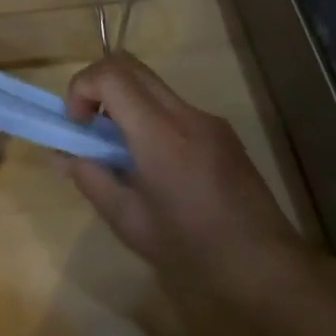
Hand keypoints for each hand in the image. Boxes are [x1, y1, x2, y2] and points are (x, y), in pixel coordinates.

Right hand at [66, 54, 309, 312]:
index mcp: (159, 134)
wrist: (269, 270)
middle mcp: (184, 114)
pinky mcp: (222, 132)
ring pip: (152, 84)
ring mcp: (208, 120)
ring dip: (124, 101)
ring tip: (122, 151)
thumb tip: (66, 154)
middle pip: (130, 65)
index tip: (77, 124)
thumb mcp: (130, 223)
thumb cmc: (193, 251)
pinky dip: (149, 117)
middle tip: (90, 124)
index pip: (110, 75)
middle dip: (98, 85)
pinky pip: (173, 107)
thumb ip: (92, 179)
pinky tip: (158, 167)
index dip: (81, 88)